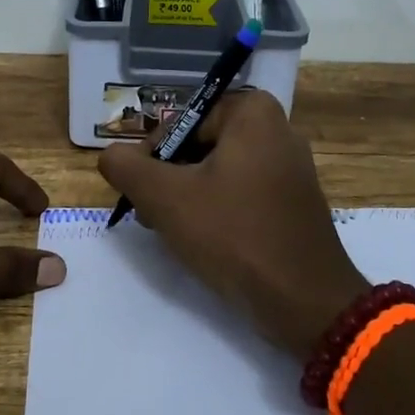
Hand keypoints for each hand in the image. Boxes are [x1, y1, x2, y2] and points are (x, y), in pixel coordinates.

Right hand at [97, 91, 368, 358]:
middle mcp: (278, 130)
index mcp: (253, 113)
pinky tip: (203, 241)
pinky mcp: (294, 202)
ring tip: (170, 230)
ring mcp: (290, 168)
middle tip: (151, 212)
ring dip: (188, 196)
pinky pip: (243, 193)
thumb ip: (127, 167)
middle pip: (200, 144)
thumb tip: (110, 155)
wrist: (304, 300)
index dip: (153, 153)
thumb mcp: (165, 198)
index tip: (141, 190)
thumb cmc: (233, 235)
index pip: (182, 119)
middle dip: (169, 176)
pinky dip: (218, 210)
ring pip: (219, 171)